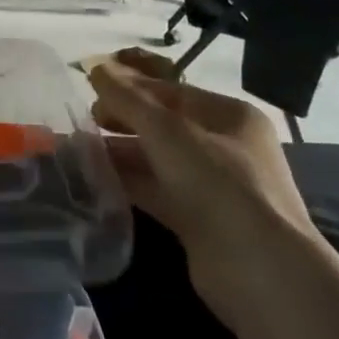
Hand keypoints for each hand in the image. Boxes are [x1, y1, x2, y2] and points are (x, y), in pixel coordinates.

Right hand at [90, 47, 322, 323]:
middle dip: (122, 119)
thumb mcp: (167, 131)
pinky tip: (96, 178)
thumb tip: (96, 66)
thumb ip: (128, 98)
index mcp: (229, 116)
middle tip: (84, 120)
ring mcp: (213, 186)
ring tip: (79, 148)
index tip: (90, 87)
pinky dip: (129, 182)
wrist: (259, 273)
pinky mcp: (198, 220)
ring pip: (157, 159)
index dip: (130, 85)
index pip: (171, 90)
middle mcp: (225, 147)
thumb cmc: (218, 184)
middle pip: (163, 124)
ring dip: (121, 152)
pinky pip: (157, 189)